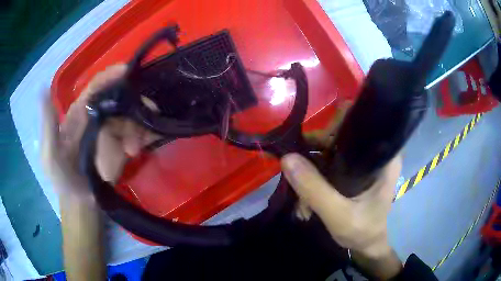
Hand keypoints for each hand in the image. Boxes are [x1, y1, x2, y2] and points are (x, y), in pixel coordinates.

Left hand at [42, 64, 160, 202]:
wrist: (81, 203)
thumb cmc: (63, 179)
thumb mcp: (49, 155)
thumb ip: (47, 126)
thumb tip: (43, 89)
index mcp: (79, 113)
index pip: (96, 87)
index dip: (110, 76)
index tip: (127, 72)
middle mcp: (97, 117)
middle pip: (119, 101)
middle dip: (132, 108)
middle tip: (140, 124)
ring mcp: (111, 131)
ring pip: (131, 118)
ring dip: (137, 129)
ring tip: (133, 150)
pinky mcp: (122, 146)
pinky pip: (138, 134)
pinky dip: (146, 135)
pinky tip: (144, 146)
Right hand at [280, 102, 402, 278]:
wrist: (367, 245)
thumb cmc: (362, 231)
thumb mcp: (339, 215)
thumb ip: (315, 190)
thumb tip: (286, 158)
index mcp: (384, 157)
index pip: (360, 123)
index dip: (333, 126)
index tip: (311, 144)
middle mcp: (375, 153)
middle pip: (340, 135)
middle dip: (315, 152)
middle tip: (296, 170)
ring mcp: (363, 162)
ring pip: (331, 149)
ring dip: (311, 166)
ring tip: (299, 192)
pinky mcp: (353, 171)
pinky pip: (330, 162)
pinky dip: (315, 175)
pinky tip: (306, 195)